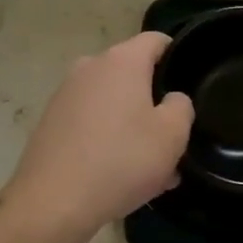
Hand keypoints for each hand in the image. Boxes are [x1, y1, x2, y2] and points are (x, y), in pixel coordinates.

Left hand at [0, 32, 193, 242]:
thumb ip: (181, 107)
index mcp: (121, 61)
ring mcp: (66, 93)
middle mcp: (90, 67)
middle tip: (173, 140)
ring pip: (113, 103)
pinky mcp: (51, 121)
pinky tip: (120, 175)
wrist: (52, 202)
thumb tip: (171, 99)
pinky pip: (91, 122)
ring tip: (153, 170)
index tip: (191, 82)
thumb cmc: (121, 161)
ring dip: (134, 127)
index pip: (156, 40)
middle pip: (133, 74)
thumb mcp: (171, 136)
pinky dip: (109, 139)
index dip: (177, 55)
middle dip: (155, 103)